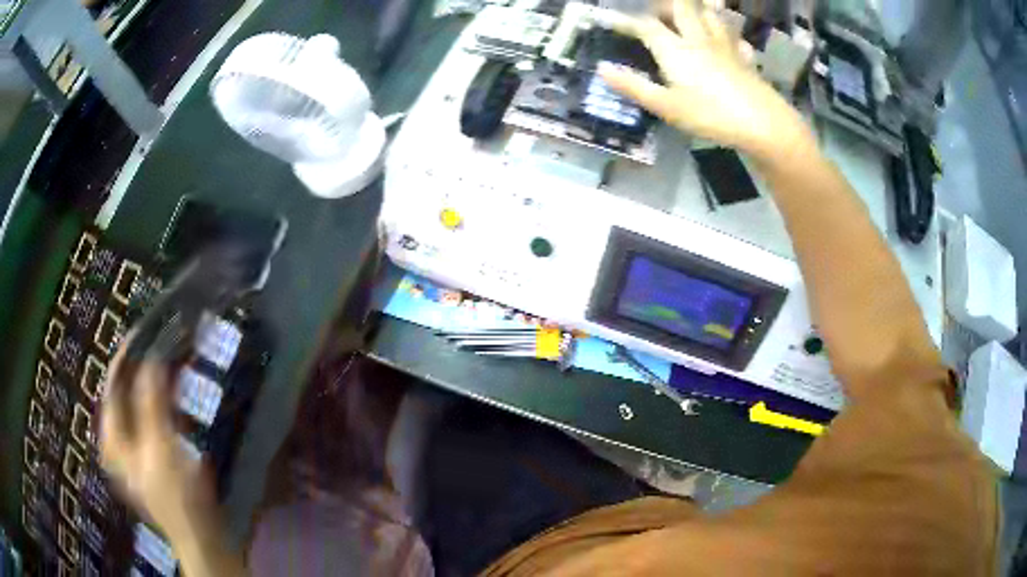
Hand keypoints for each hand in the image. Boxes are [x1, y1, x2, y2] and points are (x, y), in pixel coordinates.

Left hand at [99, 347, 216, 541]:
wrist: (200, 536)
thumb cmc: (177, 495)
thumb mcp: (161, 447)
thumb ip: (152, 402)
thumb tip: (151, 358)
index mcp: (112, 437)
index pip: (112, 384)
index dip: (126, 355)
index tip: (146, 331)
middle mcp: (117, 439)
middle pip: (124, 391)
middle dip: (141, 366)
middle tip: (161, 343)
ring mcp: (134, 448)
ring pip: (138, 403)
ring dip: (152, 382)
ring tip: (170, 360)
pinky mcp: (152, 454)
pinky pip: (151, 416)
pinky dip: (161, 401)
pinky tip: (174, 396)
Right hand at [599, 0, 810, 158]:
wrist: (762, 123)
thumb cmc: (710, 115)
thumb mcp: (666, 106)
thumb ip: (634, 87)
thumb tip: (602, 69)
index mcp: (675, 49)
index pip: (645, 26)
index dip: (625, 21)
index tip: (608, 19)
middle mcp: (698, 39)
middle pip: (681, 7)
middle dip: (665, 5)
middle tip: (656, 12)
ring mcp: (724, 46)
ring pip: (710, 15)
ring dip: (698, 9)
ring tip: (692, 13)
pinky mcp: (744, 58)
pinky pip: (735, 38)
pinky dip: (729, 34)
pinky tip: (729, 41)